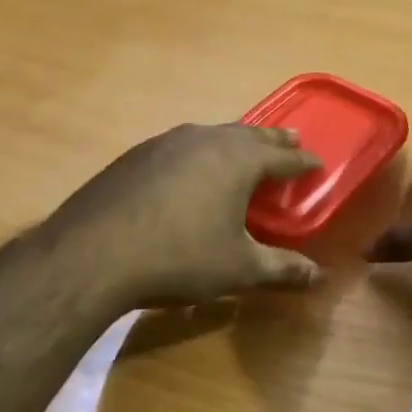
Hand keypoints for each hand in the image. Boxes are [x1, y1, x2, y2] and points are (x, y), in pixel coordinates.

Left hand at [43, 123, 323, 309]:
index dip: (304, 162)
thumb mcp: (238, 269)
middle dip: (273, 140)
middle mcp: (205, 140)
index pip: (283, 158)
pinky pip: (181, 145)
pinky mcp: (136, 155)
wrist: (93, 254)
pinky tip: (190, 168)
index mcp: (237, 160)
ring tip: (244, 148)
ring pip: (212, 134)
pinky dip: (200, 151)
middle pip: (249, 134)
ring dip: (235, 140)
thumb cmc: (179, 258)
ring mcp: (166, 143)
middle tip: (292, 140)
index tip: (318, 164)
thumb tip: (317, 277)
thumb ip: (281, 269)